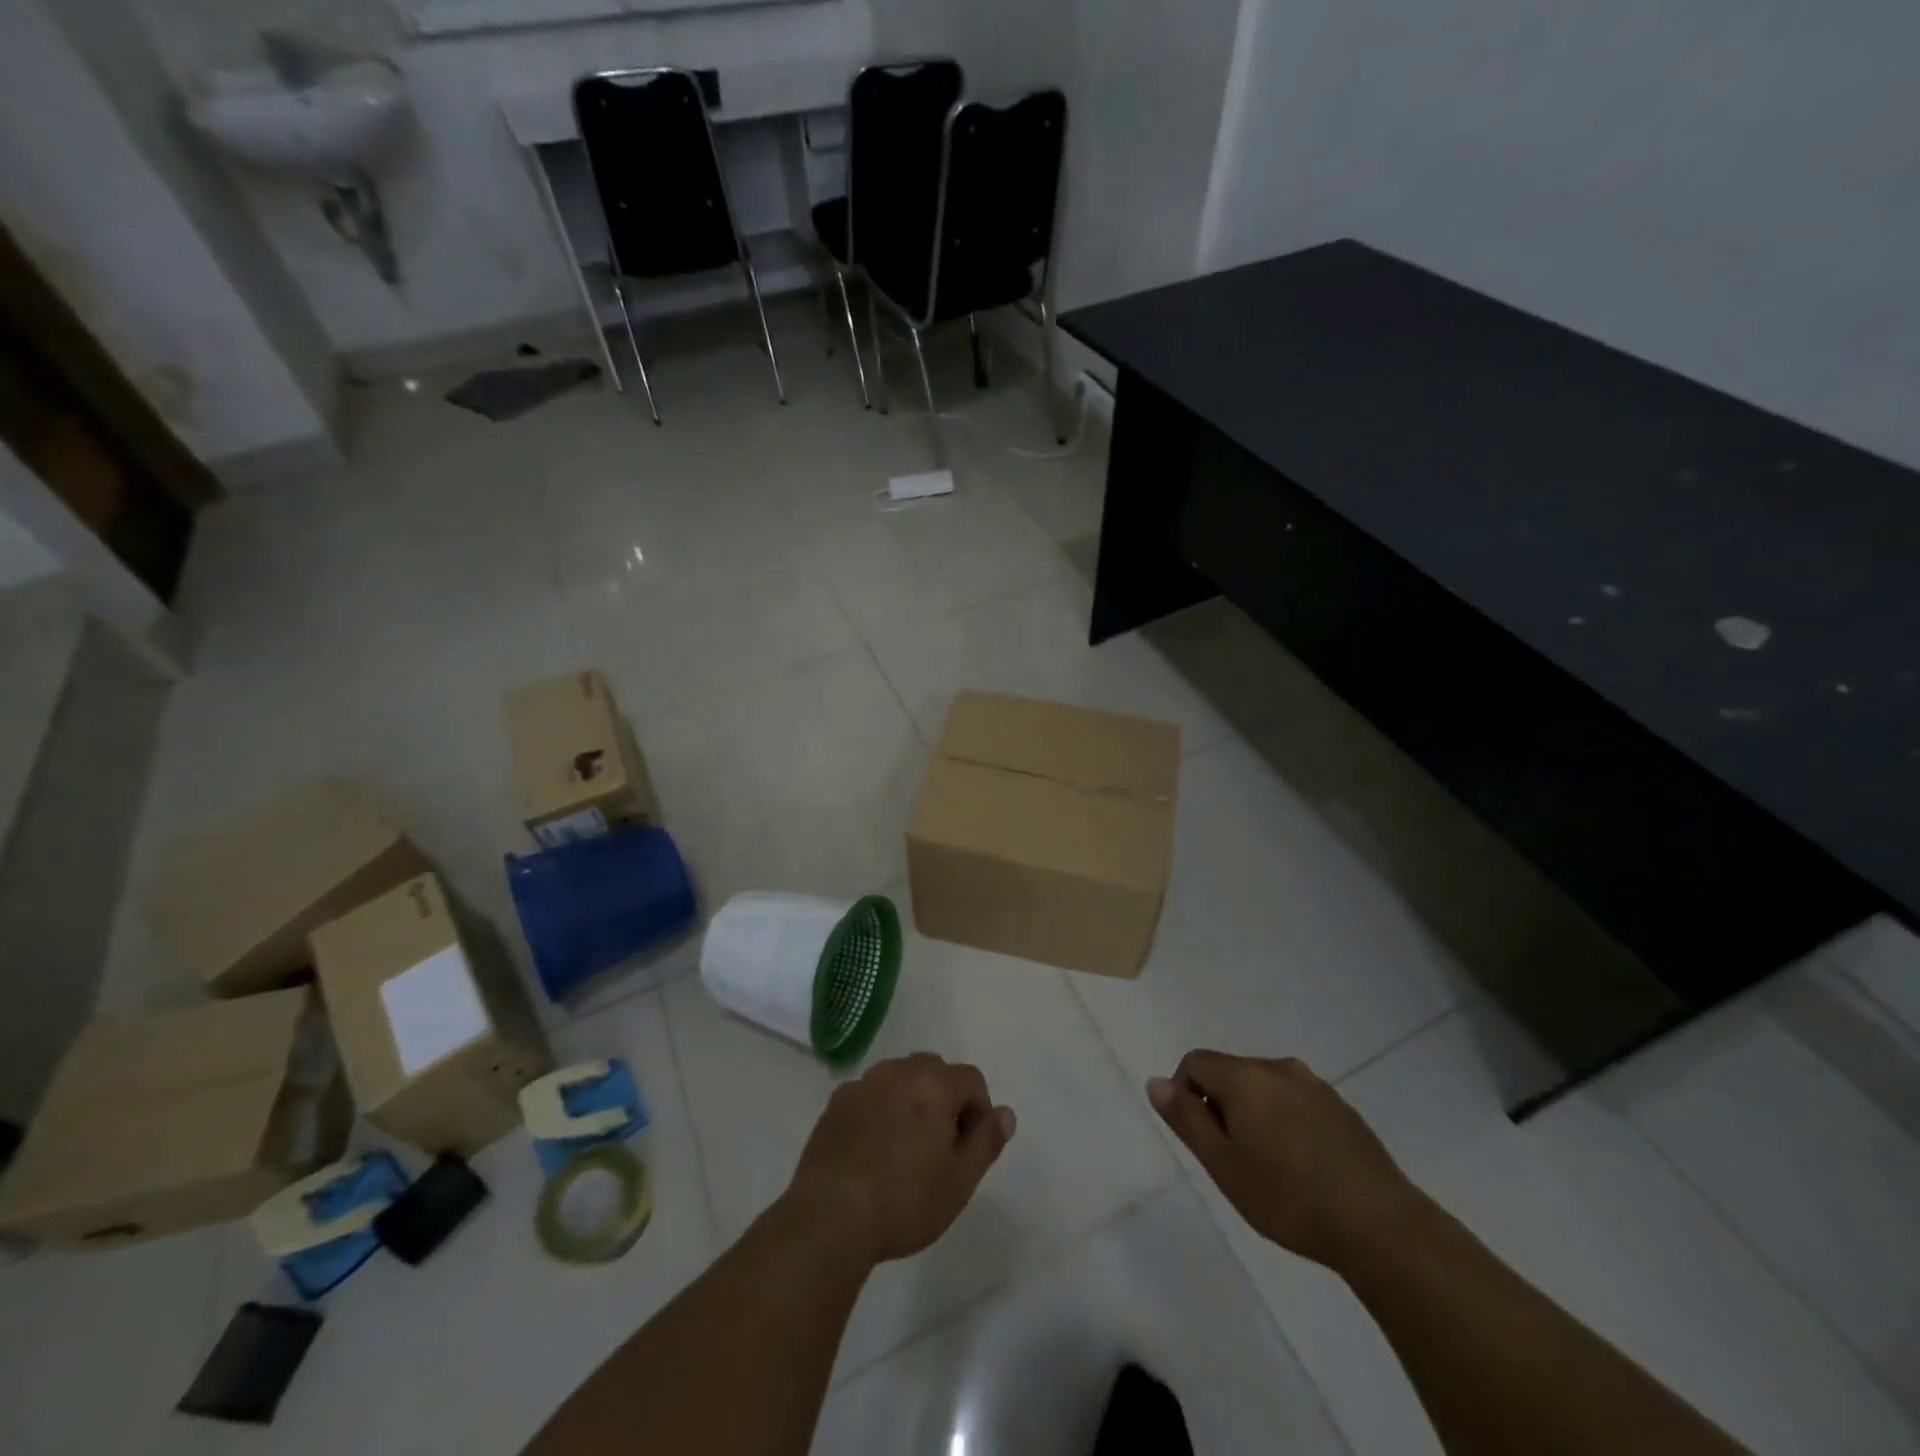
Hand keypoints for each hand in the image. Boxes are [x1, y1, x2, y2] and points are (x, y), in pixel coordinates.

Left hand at [785, 1054, 1016, 1265]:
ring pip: (899, 1079)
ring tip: (904, 1149)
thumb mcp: (960, 1180)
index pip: (971, 1078)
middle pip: (934, 1071)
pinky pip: (869, 1095)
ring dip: (910, 1101)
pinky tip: (871, 1151)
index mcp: (934, 1084)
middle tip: (939, 1148)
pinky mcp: (836, 1103)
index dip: (978, 1110)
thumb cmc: (905, 1200)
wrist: (830, 1217)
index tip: (968, 1148)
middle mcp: (898, 1071)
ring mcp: (863, 1084)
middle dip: (944, 1099)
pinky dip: (878, 1110)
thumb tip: (1005, 1113)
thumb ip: (987, 1140)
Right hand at [1148, 1051, 1425, 1271]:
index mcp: (1245, 1076)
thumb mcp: (1223, 1164)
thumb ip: (1186, 1119)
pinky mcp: (1343, 1108)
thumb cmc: (1289, 1197)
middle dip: (1221, 1106)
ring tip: (1268, 1167)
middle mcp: (1279, 1068)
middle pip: (1231, 1072)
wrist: (1381, 1227)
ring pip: (1265, 1088)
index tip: (1202, 1140)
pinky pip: (1296, 1102)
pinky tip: (1302, 1168)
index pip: (1195, 1062)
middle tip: (1232, 1160)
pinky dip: (1286, 1123)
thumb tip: (1156, 1082)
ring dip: (1254, 1115)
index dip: (1185, 1094)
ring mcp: (1316, 1086)